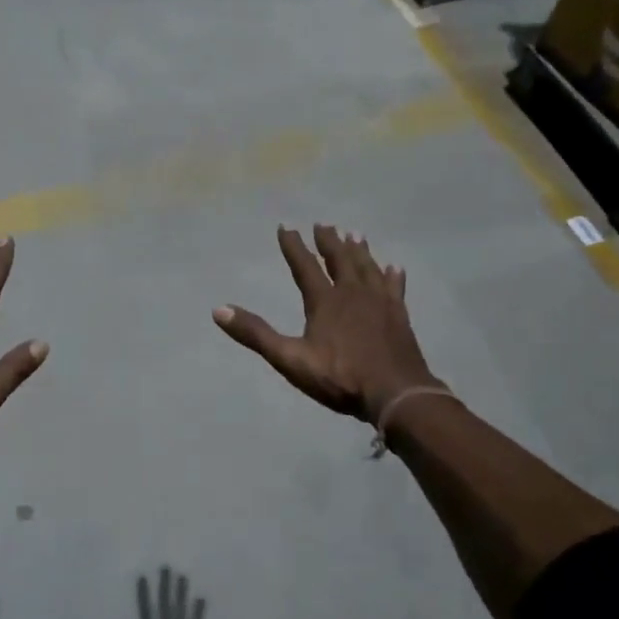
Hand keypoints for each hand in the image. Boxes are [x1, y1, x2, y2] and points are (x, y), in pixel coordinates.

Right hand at [214, 224, 441, 422]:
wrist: (396, 394)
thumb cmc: (340, 377)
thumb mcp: (290, 359)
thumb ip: (256, 334)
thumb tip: (219, 310)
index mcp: (324, 301)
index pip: (305, 266)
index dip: (293, 246)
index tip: (286, 226)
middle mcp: (352, 293)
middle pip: (340, 260)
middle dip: (329, 241)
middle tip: (323, 225)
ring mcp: (380, 302)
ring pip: (367, 268)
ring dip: (359, 251)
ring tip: (355, 235)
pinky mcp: (399, 316)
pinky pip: (394, 288)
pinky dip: (392, 276)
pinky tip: (394, 268)